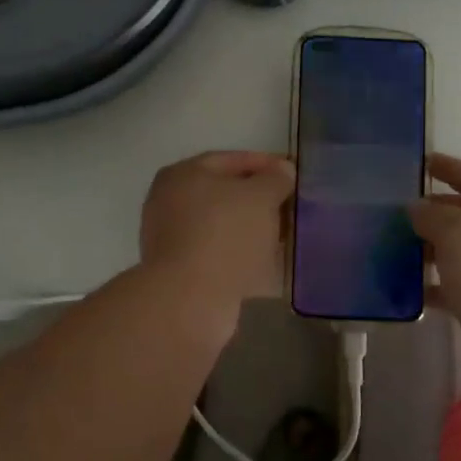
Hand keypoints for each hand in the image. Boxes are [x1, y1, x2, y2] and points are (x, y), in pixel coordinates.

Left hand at [139, 152, 294, 337]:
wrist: (190, 300)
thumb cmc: (225, 235)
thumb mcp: (260, 197)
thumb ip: (275, 179)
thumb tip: (282, 170)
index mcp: (182, 174)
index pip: (230, 160)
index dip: (264, 163)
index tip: (291, 173)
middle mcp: (169, 201)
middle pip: (222, 192)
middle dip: (257, 197)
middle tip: (288, 204)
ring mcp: (171, 238)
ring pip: (220, 224)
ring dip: (250, 227)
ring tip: (282, 232)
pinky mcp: (179, 270)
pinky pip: (217, 251)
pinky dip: (240, 251)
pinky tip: (264, 259)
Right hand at [408, 155, 460, 355]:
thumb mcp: (457, 235)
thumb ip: (433, 216)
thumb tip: (418, 208)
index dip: (449, 166)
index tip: (423, 162)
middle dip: (438, 210)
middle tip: (403, 212)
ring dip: (436, 248)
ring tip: (402, 252)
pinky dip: (442, 284)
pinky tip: (417, 292)